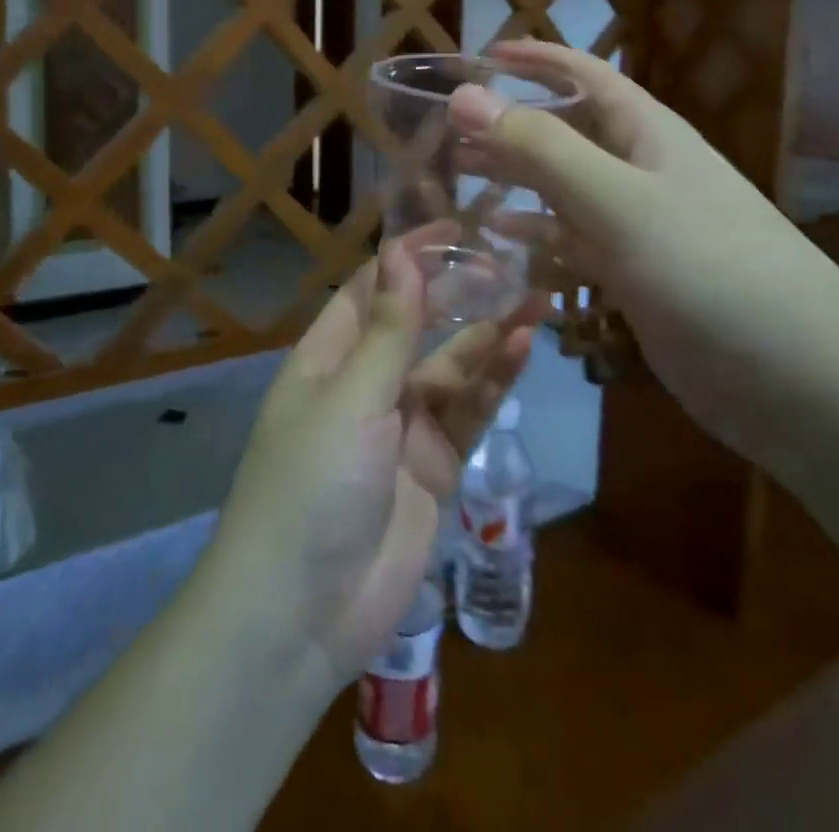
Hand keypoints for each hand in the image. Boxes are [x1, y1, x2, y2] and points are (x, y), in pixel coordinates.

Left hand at [207, 240, 535, 684]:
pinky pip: (468, 414)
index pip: (373, 290)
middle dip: (459, 293)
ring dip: (489, 335)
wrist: (301, 613)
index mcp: (329, 357)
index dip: (410, 256)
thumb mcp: (350, 398)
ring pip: (452, 367)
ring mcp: (402, 427)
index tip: (455, 226)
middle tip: (509, 261)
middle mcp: (366, 384)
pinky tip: (523, 349)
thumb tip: (402, 253)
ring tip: (536, 299)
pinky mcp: (434, 467)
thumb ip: (388, 331)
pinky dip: (495, 383)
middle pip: (419, 325)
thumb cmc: (311, 484)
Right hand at [450, 40, 838, 470]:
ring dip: (517, 181)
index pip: (585, 75)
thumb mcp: (619, 201)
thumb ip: (540, 149)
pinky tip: (503, 239)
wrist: (803, 382)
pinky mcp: (637, 277)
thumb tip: (464, 94)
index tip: (481, 55)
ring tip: (462, 179)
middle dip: (511, 126)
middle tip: (449, 131)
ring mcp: (640, 227)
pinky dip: (538, 236)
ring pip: (565, 190)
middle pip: (567, 133)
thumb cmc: (710, 271)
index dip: (536, 60)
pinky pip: (575, 243)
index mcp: (647, 134)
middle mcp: (642, 172)